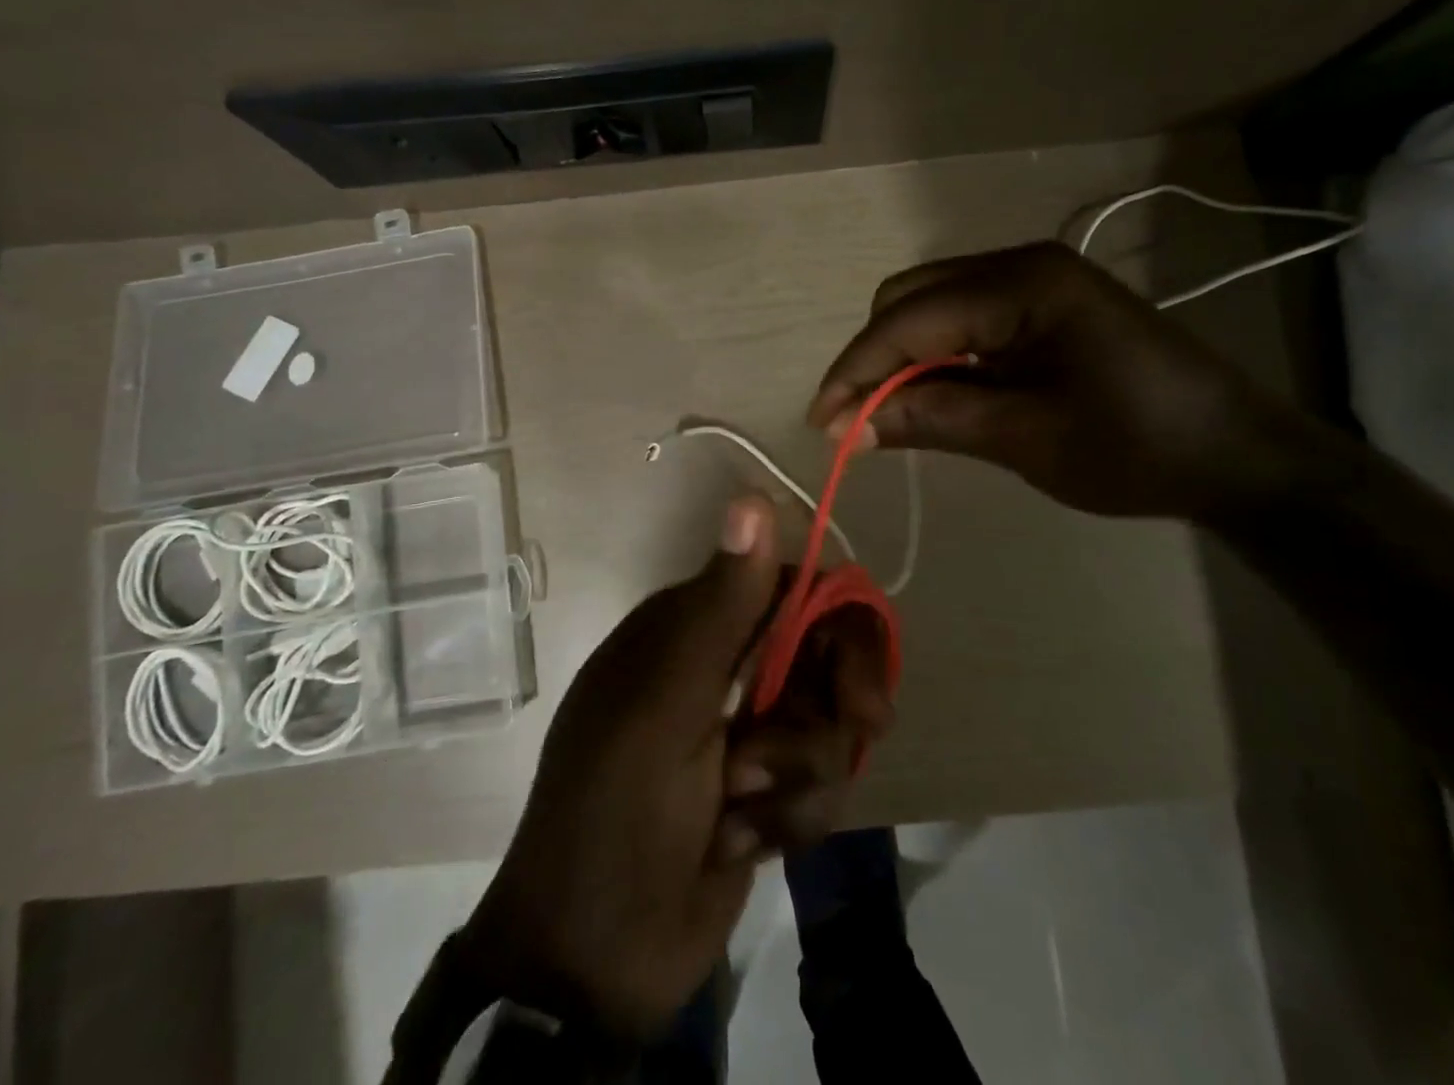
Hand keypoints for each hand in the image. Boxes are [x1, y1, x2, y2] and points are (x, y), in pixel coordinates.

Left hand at [457, 495, 892, 1043]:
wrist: (594, 959)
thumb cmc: (617, 811)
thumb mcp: (667, 703)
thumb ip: (721, 605)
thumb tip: (754, 494)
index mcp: (694, 627)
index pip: (790, 587)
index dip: (838, 623)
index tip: (860, 681)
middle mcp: (724, 666)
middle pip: (822, 653)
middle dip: (833, 705)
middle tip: (857, 730)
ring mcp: (747, 730)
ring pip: (827, 724)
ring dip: (800, 775)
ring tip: (743, 812)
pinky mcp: (767, 791)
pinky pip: (819, 784)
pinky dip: (790, 818)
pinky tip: (740, 844)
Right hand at [807, 242, 1304, 519]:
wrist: (1236, 455)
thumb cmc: (1137, 447)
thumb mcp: (1025, 438)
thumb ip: (931, 418)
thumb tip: (849, 426)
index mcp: (1022, 284)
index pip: (908, 319)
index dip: (855, 370)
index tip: (820, 423)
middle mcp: (1019, 264)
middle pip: (909, 297)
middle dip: (872, 357)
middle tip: (855, 421)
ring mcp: (1030, 280)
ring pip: (929, 305)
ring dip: (898, 356)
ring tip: (883, 413)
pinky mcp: (1038, 305)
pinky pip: (960, 319)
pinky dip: (932, 356)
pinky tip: (927, 395)